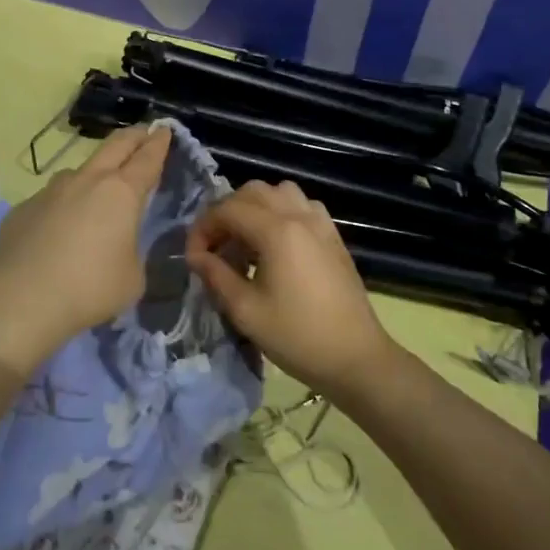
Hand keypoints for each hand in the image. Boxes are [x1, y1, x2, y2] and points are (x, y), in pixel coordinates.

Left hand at [0, 126, 170, 372]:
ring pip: (79, 170)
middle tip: (143, 133)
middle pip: (114, 147)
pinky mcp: (23, 208)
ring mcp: (51, 191)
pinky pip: (51, 199)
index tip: (164, 131)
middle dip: (132, 137)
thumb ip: (131, 251)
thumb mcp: (132, 276)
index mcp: (121, 193)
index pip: (147, 159)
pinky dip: (63, 205)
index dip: (159, 144)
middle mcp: (86, 181)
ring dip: (95, 172)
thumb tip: (118, 245)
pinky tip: (59, 227)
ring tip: (98, 186)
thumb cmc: (90, 287)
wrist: (22, 299)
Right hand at [186, 180, 400, 398]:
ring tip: (245, 241)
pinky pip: (302, 205)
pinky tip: (276, 244)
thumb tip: (195, 256)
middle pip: (252, 191)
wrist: (355, 357)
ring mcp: (321, 223)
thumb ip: (216, 275)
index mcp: (277, 231)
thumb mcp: (246, 311)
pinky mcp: (333, 235)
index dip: (203, 229)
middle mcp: (299, 216)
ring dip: (254, 207)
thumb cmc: (297, 337)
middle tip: (215, 247)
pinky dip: (281, 212)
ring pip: (279, 192)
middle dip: (226, 213)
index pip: (227, 209)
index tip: (194, 258)